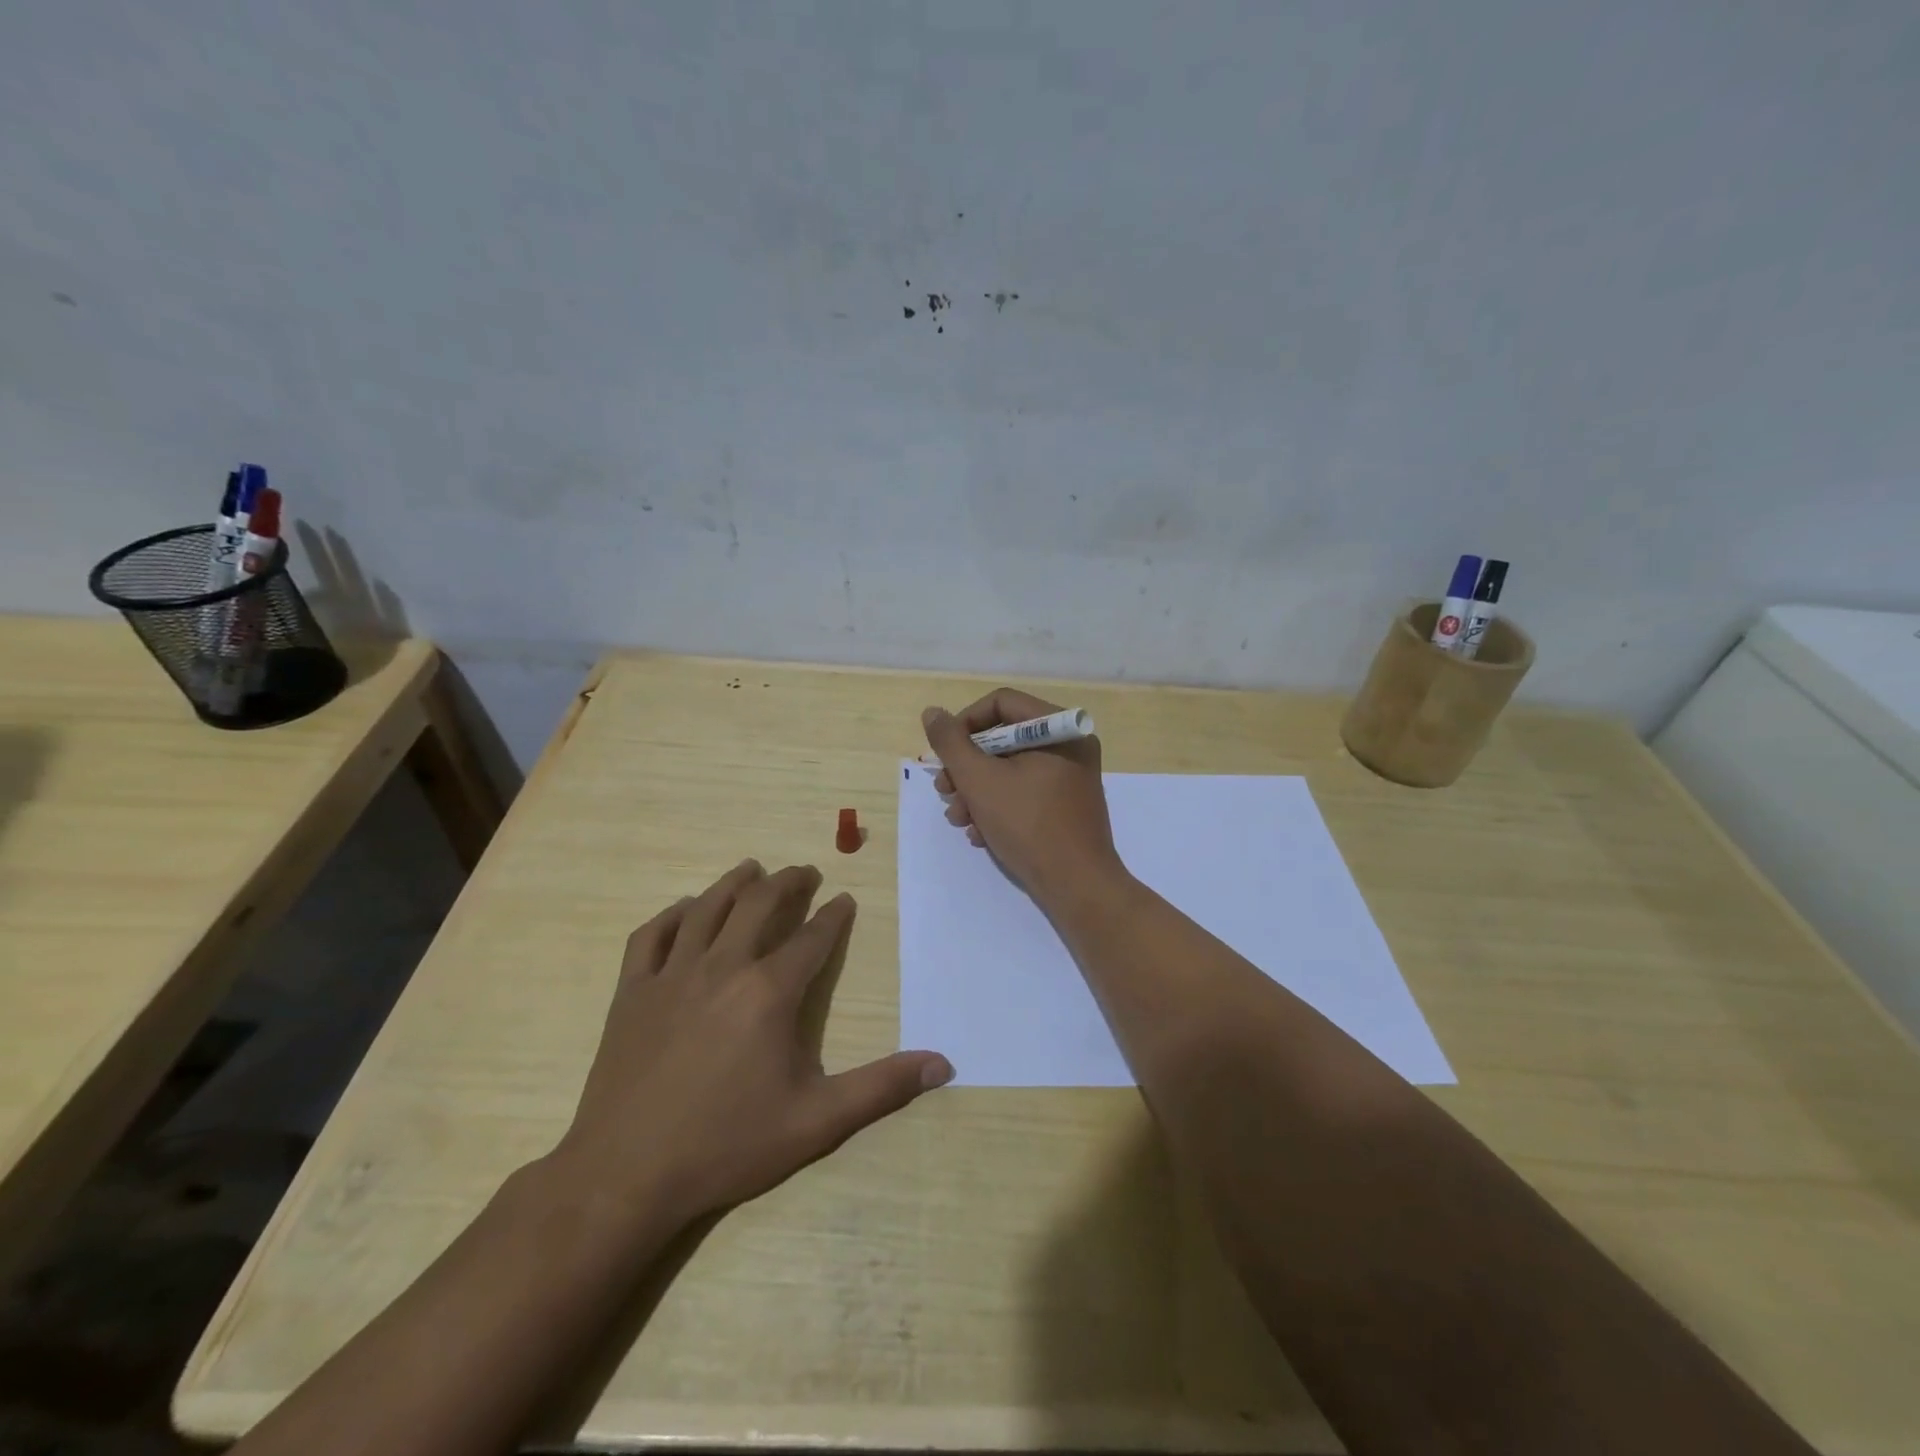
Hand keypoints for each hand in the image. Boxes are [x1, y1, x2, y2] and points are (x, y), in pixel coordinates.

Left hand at [548, 860, 951, 1228]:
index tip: (844, 900)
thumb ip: (881, 1087)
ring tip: (752, 868)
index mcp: (769, 992)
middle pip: (759, 906)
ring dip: (734, 883)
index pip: (812, 938)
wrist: (626, 1177)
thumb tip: (943, 1063)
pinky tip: (685, 909)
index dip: (833, 916)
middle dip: (787, 883)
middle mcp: (723, 968)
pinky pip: (652, 936)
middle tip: (804, 872)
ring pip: (707, 909)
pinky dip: (672, 914)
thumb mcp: (816, 1122)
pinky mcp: (632, 992)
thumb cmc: (727, 1146)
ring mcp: (672, 975)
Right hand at [921, 687, 1125, 907]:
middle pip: (1003, 738)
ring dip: (975, 791)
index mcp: (1059, 728)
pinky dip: (997, 807)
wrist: (1077, 886)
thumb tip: (932, 713)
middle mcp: (1069, 745)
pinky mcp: (1065, 805)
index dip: (964, 724)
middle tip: (943, 790)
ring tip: (958, 818)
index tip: (943, 754)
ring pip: (1009, 769)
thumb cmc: (1028, 825)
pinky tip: (979, 834)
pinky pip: (1024, 791)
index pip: (1000, 703)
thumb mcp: (979, 780)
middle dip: (966, 767)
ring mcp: (1069, 777)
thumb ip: (951, 743)